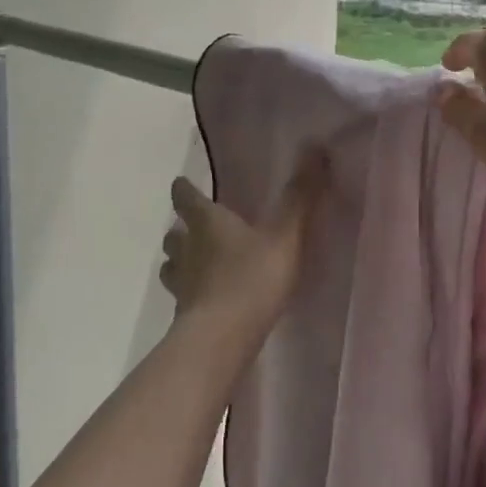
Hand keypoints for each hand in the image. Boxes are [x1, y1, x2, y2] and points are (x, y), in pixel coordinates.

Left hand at [158, 153, 326, 339]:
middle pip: (174, 235)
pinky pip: (183, 297)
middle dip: (180, 229)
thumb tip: (314, 146)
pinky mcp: (184, 317)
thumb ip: (300, 195)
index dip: (184, 190)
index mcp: (208, 223)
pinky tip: (205, 299)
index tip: (181, 183)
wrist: (221, 340)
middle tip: (191, 226)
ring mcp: (182, 286)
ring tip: (194, 263)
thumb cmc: (251, 279)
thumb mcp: (285, 234)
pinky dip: (191, 293)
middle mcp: (188, 250)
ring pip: (172, 266)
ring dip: (179, 261)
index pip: (187, 199)